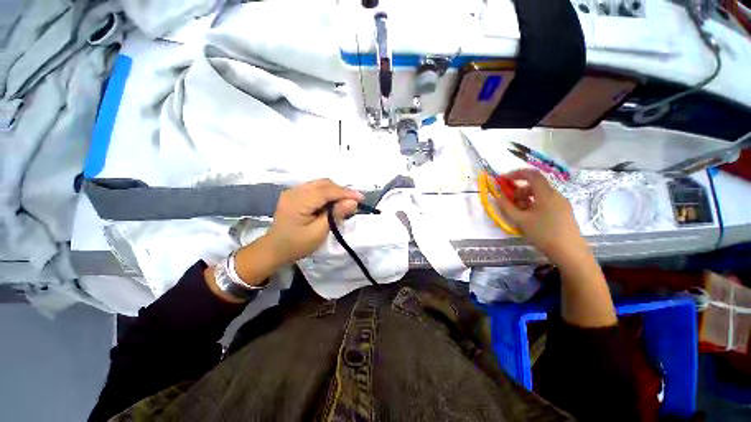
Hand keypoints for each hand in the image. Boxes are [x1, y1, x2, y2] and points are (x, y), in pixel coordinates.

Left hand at [264, 179, 362, 263]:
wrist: (274, 249)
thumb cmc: (297, 245)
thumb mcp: (318, 232)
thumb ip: (335, 215)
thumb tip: (353, 202)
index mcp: (298, 201)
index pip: (326, 191)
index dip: (345, 193)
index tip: (361, 198)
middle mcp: (295, 191)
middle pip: (324, 183)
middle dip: (341, 191)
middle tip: (355, 201)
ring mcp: (294, 191)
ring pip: (321, 184)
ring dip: (335, 191)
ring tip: (346, 202)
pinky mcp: (295, 194)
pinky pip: (316, 188)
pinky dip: (328, 193)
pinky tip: (333, 202)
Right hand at [495, 169, 589, 264]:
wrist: (570, 252)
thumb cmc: (543, 233)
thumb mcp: (521, 220)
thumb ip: (507, 207)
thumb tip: (497, 197)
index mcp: (546, 193)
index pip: (532, 174)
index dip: (517, 174)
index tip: (504, 179)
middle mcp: (555, 195)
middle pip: (534, 185)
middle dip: (519, 192)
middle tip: (511, 204)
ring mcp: (561, 203)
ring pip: (539, 194)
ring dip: (526, 199)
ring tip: (520, 214)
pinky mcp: (563, 212)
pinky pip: (546, 202)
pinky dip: (534, 205)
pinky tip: (530, 218)